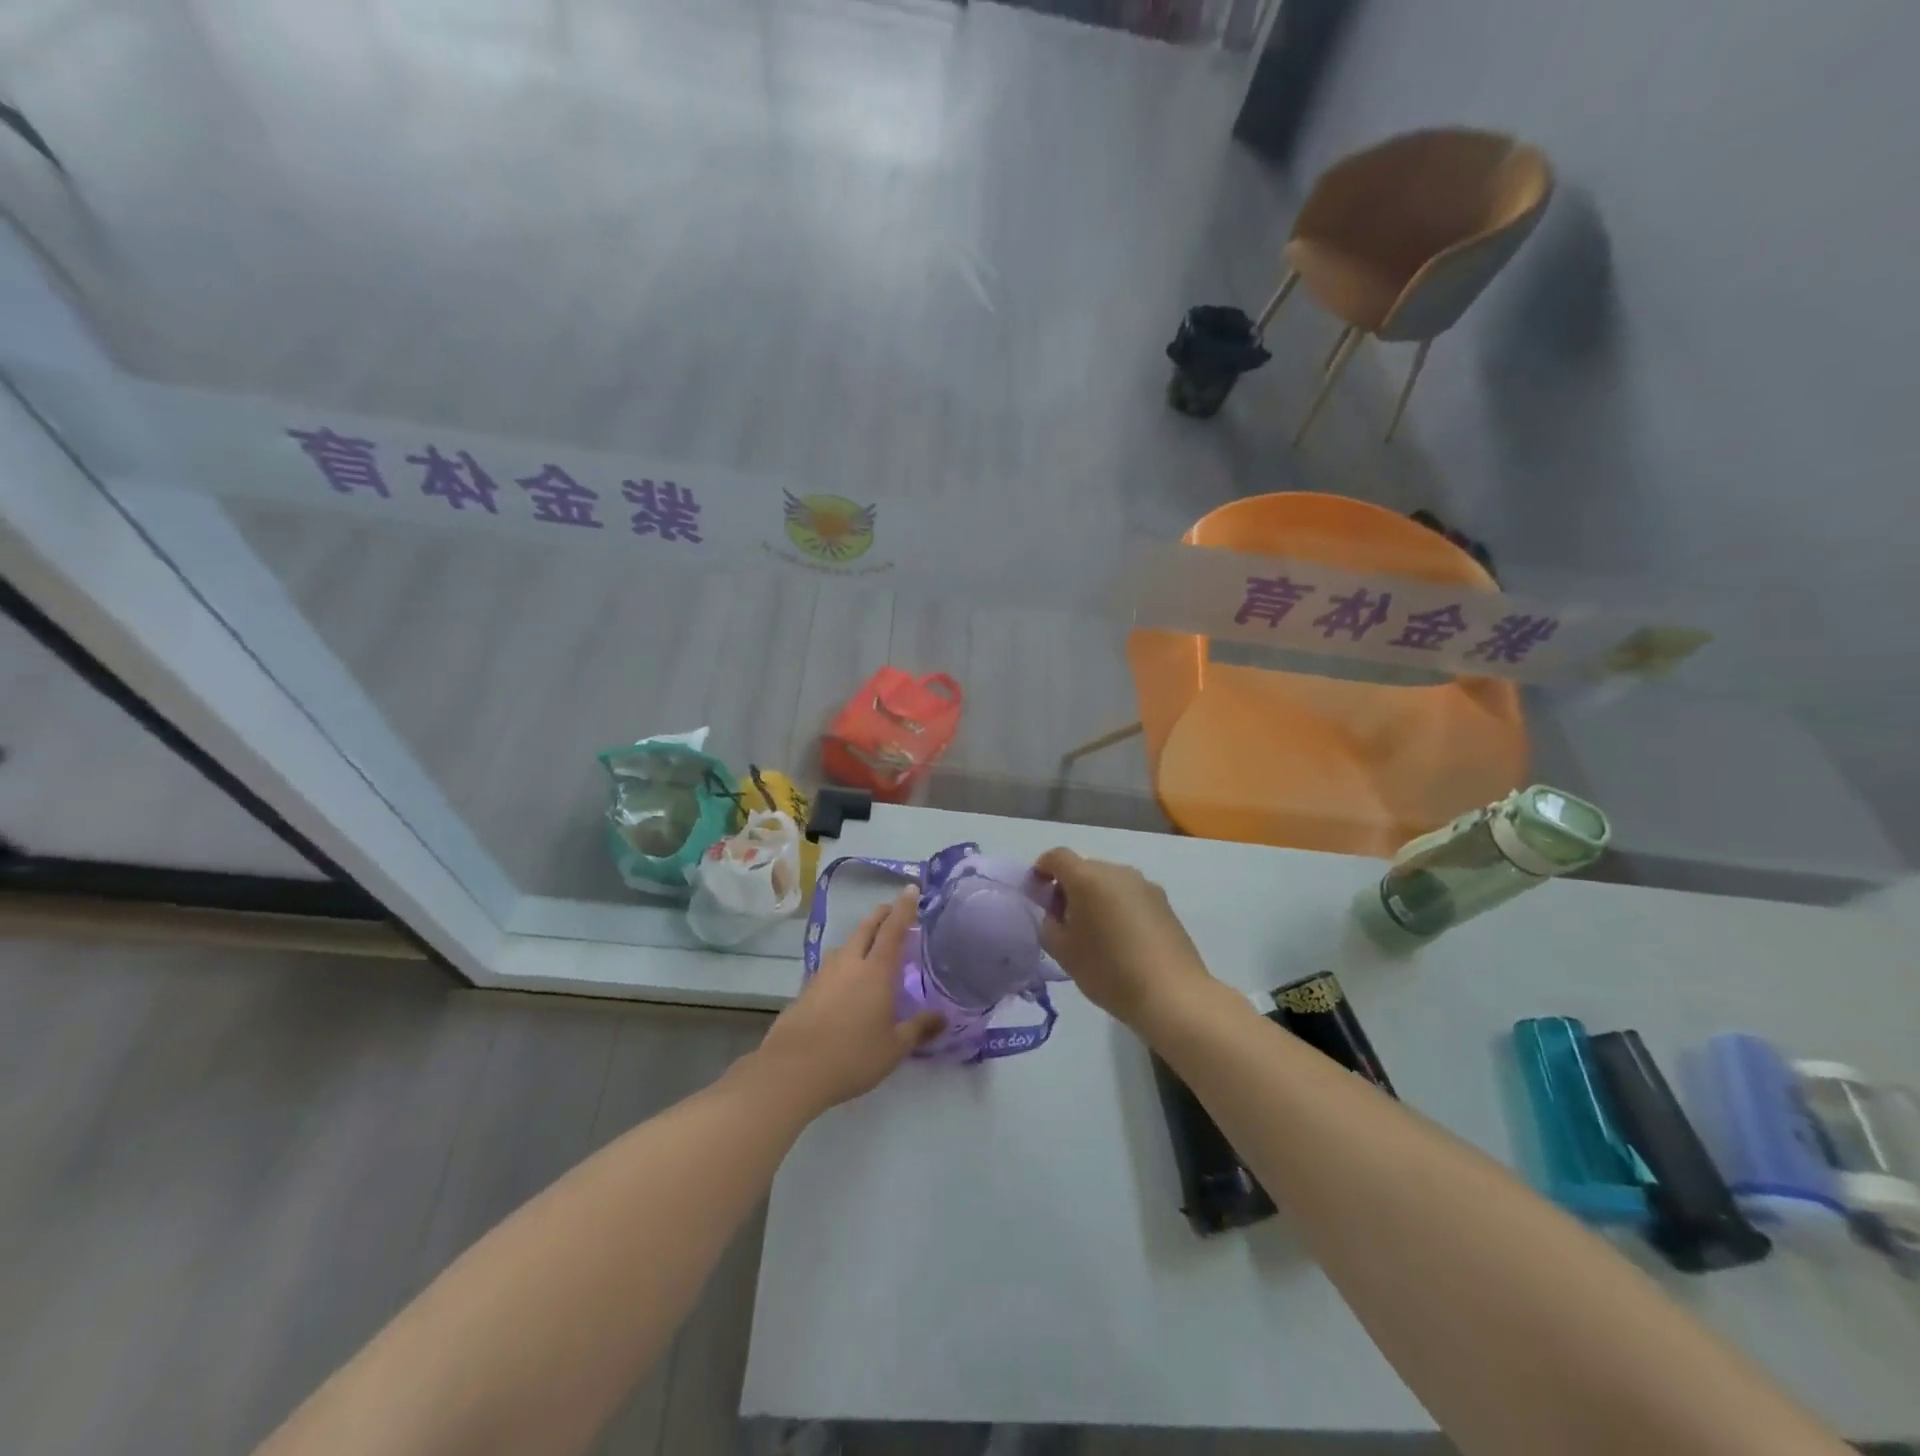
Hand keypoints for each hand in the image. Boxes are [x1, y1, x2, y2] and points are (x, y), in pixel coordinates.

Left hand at [754, 889, 944, 1114]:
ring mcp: (824, 975)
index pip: (893, 929)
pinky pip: (830, 966)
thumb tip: (943, 1018)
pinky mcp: (806, 990)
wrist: (794, 1070)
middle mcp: (850, 963)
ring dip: (859, 937)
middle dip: (880, 915)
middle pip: (866, 928)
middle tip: (891, 909)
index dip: (904, 908)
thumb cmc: (853, 1056)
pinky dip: (843, 963)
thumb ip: (919, 1029)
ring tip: (868, 944)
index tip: (911, 889)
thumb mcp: (894, 1047)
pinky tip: (843, 980)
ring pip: (845, 945)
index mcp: (876, 971)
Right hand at [1035, 848, 1214, 1030]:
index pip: (1056, 857)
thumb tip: (1055, 913)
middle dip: (1069, 887)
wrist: (1172, 994)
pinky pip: (1130, 896)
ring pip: (1109, 882)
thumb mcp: (1063, 952)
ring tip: (1095, 933)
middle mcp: (1117, 871)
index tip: (1036, 893)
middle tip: (1063, 921)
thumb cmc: (1108, 971)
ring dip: (1095, 897)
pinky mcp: (1164, 903)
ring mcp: (1145, 885)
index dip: (1042, 869)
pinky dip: (1118, 907)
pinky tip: (1122, 940)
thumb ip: (1049, 924)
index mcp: (1088, 878)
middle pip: (1084, 868)